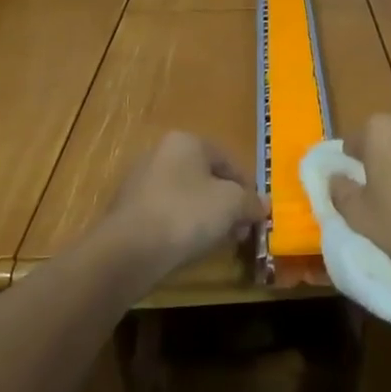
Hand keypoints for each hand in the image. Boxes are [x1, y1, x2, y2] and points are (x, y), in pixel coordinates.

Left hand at [104, 132, 266, 278]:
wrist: (128, 251)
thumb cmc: (186, 214)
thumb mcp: (231, 205)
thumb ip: (251, 202)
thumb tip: (263, 205)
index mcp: (186, 141)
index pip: (227, 160)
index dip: (247, 187)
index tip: (255, 214)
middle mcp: (160, 152)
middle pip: (205, 177)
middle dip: (226, 204)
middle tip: (239, 230)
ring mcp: (140, 181)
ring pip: (185, 196)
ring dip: (205, 216)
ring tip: (216, 242)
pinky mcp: (127, 209)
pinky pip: (164, 213)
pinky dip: (180, 226)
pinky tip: (188, 247)